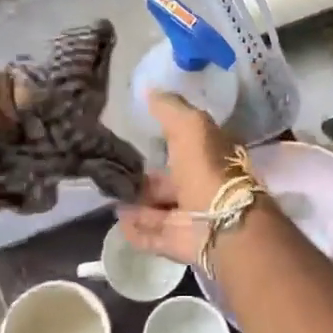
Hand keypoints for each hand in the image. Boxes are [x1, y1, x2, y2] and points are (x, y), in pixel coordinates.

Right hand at [114, 90, 236, 264]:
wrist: (222, 223)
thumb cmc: (207, 169)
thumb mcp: (190, 127)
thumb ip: (170, 109)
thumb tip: (149, 90)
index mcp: (208, 157)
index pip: (185, 146)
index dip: (166, 141)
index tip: (138, 136)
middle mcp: (201, 186)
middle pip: (169, 182)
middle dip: (146, 180)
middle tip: (115, 174)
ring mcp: (192, 217)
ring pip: (159, 209)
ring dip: (137, 205)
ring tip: (110, 198)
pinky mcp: (180, 243)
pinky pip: (153, 235)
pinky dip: (136, 230)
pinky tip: (118, 223)